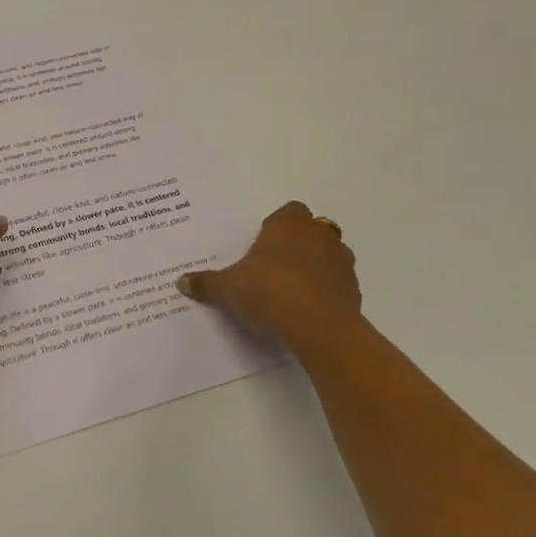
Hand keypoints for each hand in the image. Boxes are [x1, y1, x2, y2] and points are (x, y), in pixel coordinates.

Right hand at [177, 202, 363, 354]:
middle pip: (314, 229)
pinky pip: (340, 283)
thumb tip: (180, 282)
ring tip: (296, 287)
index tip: (265, 243)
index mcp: (288, 225)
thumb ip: (207, 283)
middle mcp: (318, 236)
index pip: (290, 210)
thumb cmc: (269, 291)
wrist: (318, 326)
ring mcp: (341, 262)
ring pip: (332, 254)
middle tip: (279, 263)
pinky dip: (329, 290)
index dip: (279, 224)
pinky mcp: (354, 290)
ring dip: (319, 264)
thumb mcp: (228, 288)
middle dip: (301, 241)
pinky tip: (311, 308)